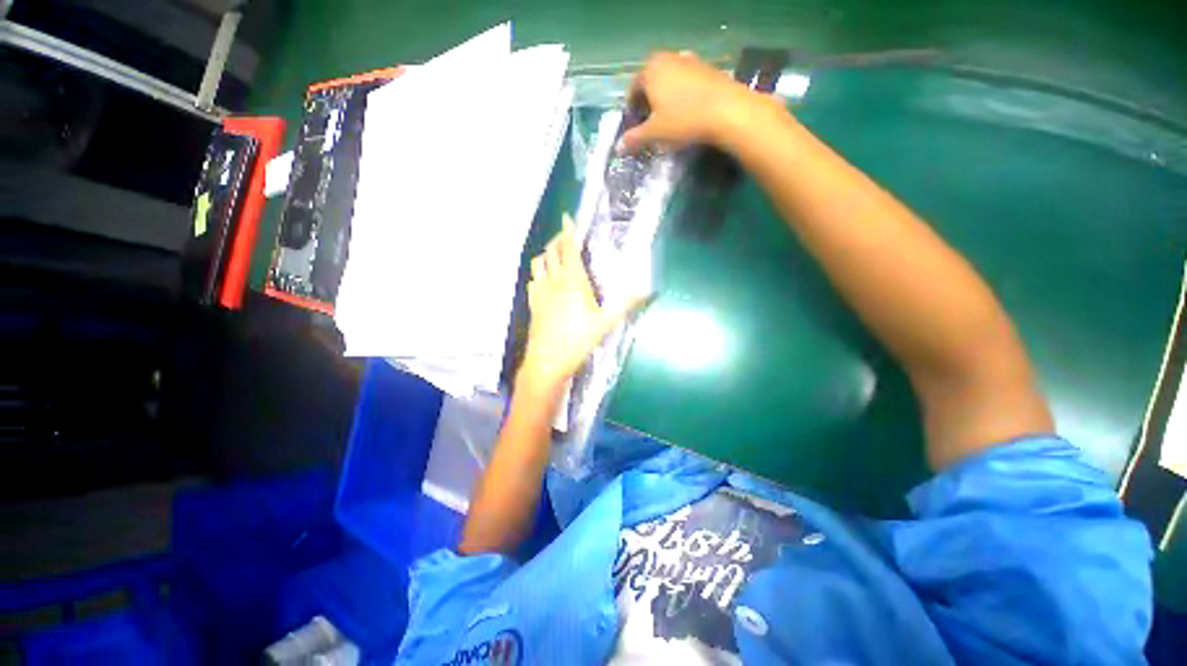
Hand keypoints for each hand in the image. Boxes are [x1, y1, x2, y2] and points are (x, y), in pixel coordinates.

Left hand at [520, 216, 644, 391]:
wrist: (548, 359)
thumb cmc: (579, 339)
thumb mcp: (606, 322)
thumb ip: (626, 304)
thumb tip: (646, 290)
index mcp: (573, 280)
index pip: (569, 248)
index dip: (568, 231)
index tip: (567, 218)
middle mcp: (554, 281)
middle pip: (551, 251)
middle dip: (557, 239)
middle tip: (566, 236)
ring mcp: (540, 291)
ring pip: (538, 263)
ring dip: (546, 254)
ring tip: (555, 256)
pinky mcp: (533, 303)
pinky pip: (532, 280)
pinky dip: (538, 274)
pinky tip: (544, 281)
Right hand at [621, 51, 764, 151]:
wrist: (727, 110)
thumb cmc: (683, 119)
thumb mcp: (654, 133)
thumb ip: (634, 139)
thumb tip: (618, 148)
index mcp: (651, 69)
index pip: (633, 89)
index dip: (632, 110)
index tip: (635, 127)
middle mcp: (669, 58)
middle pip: (651, 83)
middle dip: (649, 104)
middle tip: (652, 125)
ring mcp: (690, 60)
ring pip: (670, 82)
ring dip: (666, 100)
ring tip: (670, 121)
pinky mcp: (707, 69)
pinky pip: (687, 84)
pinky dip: (683, 97)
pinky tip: (689, 114)